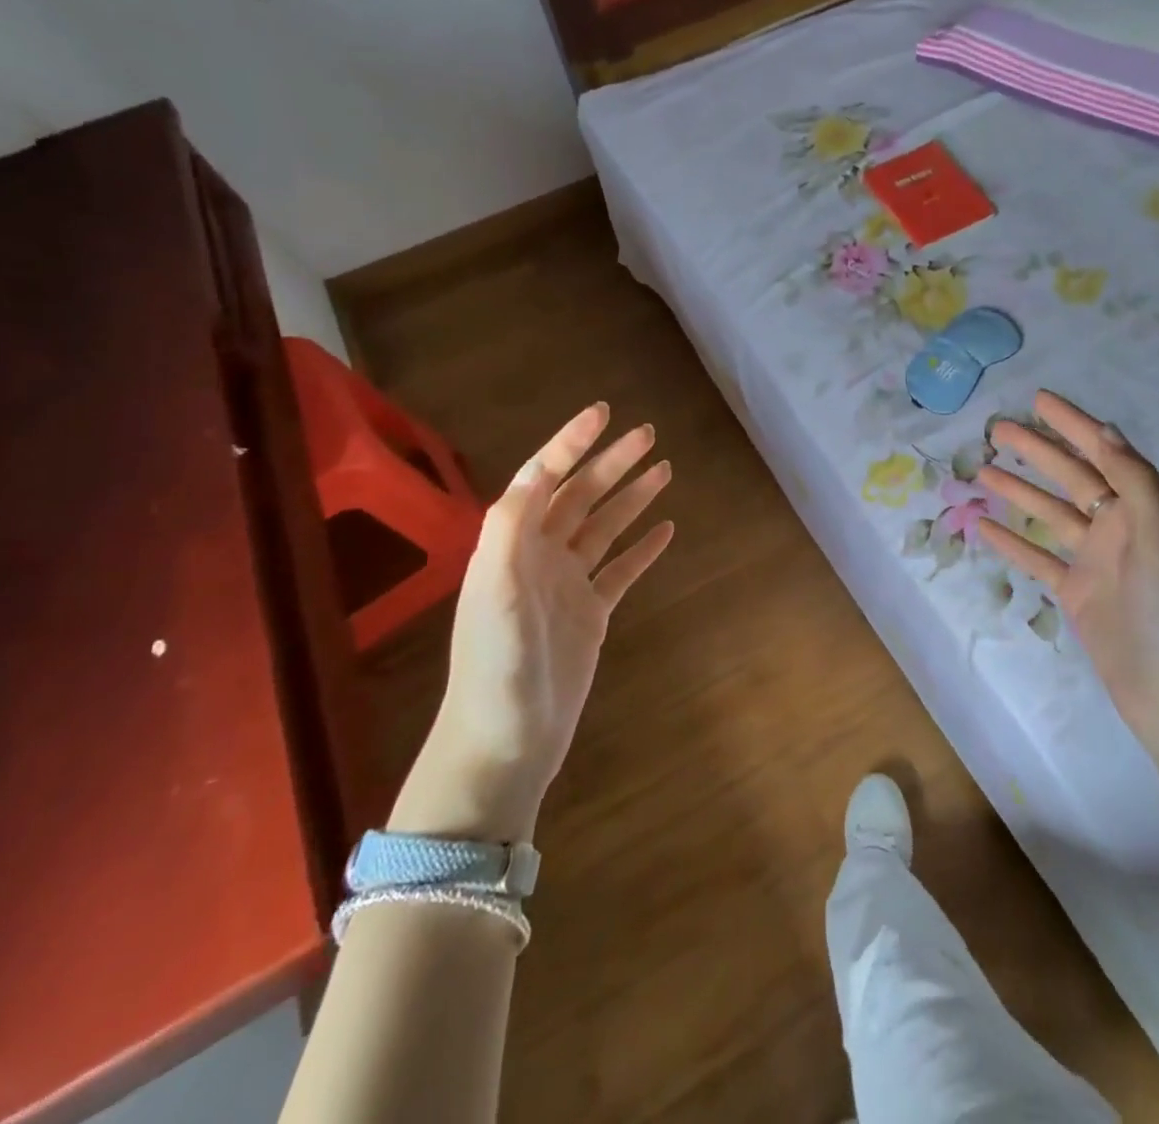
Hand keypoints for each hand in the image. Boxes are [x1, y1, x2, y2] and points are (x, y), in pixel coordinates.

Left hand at [390, 403, 673, 841]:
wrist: (503, 745)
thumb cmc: (495, 669)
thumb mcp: (492, 595)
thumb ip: (509, 530)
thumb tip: (536, 472)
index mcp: (511, 545)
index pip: (544, 479)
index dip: (570, 443)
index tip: (602, 412)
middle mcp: (539, 557)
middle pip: (581, 496)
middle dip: (612, 462)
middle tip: (649, 434)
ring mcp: (566, 586)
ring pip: (605, 528)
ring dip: (632, 497)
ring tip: (665, 469)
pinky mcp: (590, 615)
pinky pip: (621, 570)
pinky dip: (642, 548)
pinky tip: (666, 530)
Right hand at [977, 391, 1158, 756]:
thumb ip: (1134, 479)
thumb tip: (1105, 429)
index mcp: (1144, 507)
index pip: (1103, 452)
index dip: (1072, 423)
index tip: (1039, 399)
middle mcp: (1119, 527)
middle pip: (1071, 477)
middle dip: (1036, 451)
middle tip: (997, 429)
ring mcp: (1095, 561)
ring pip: (1050, 513)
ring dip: (1019, 491)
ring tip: (982, 470)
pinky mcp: (1076, 593)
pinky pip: (1038, 558)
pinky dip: (1013, 541)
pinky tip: (983, 526)